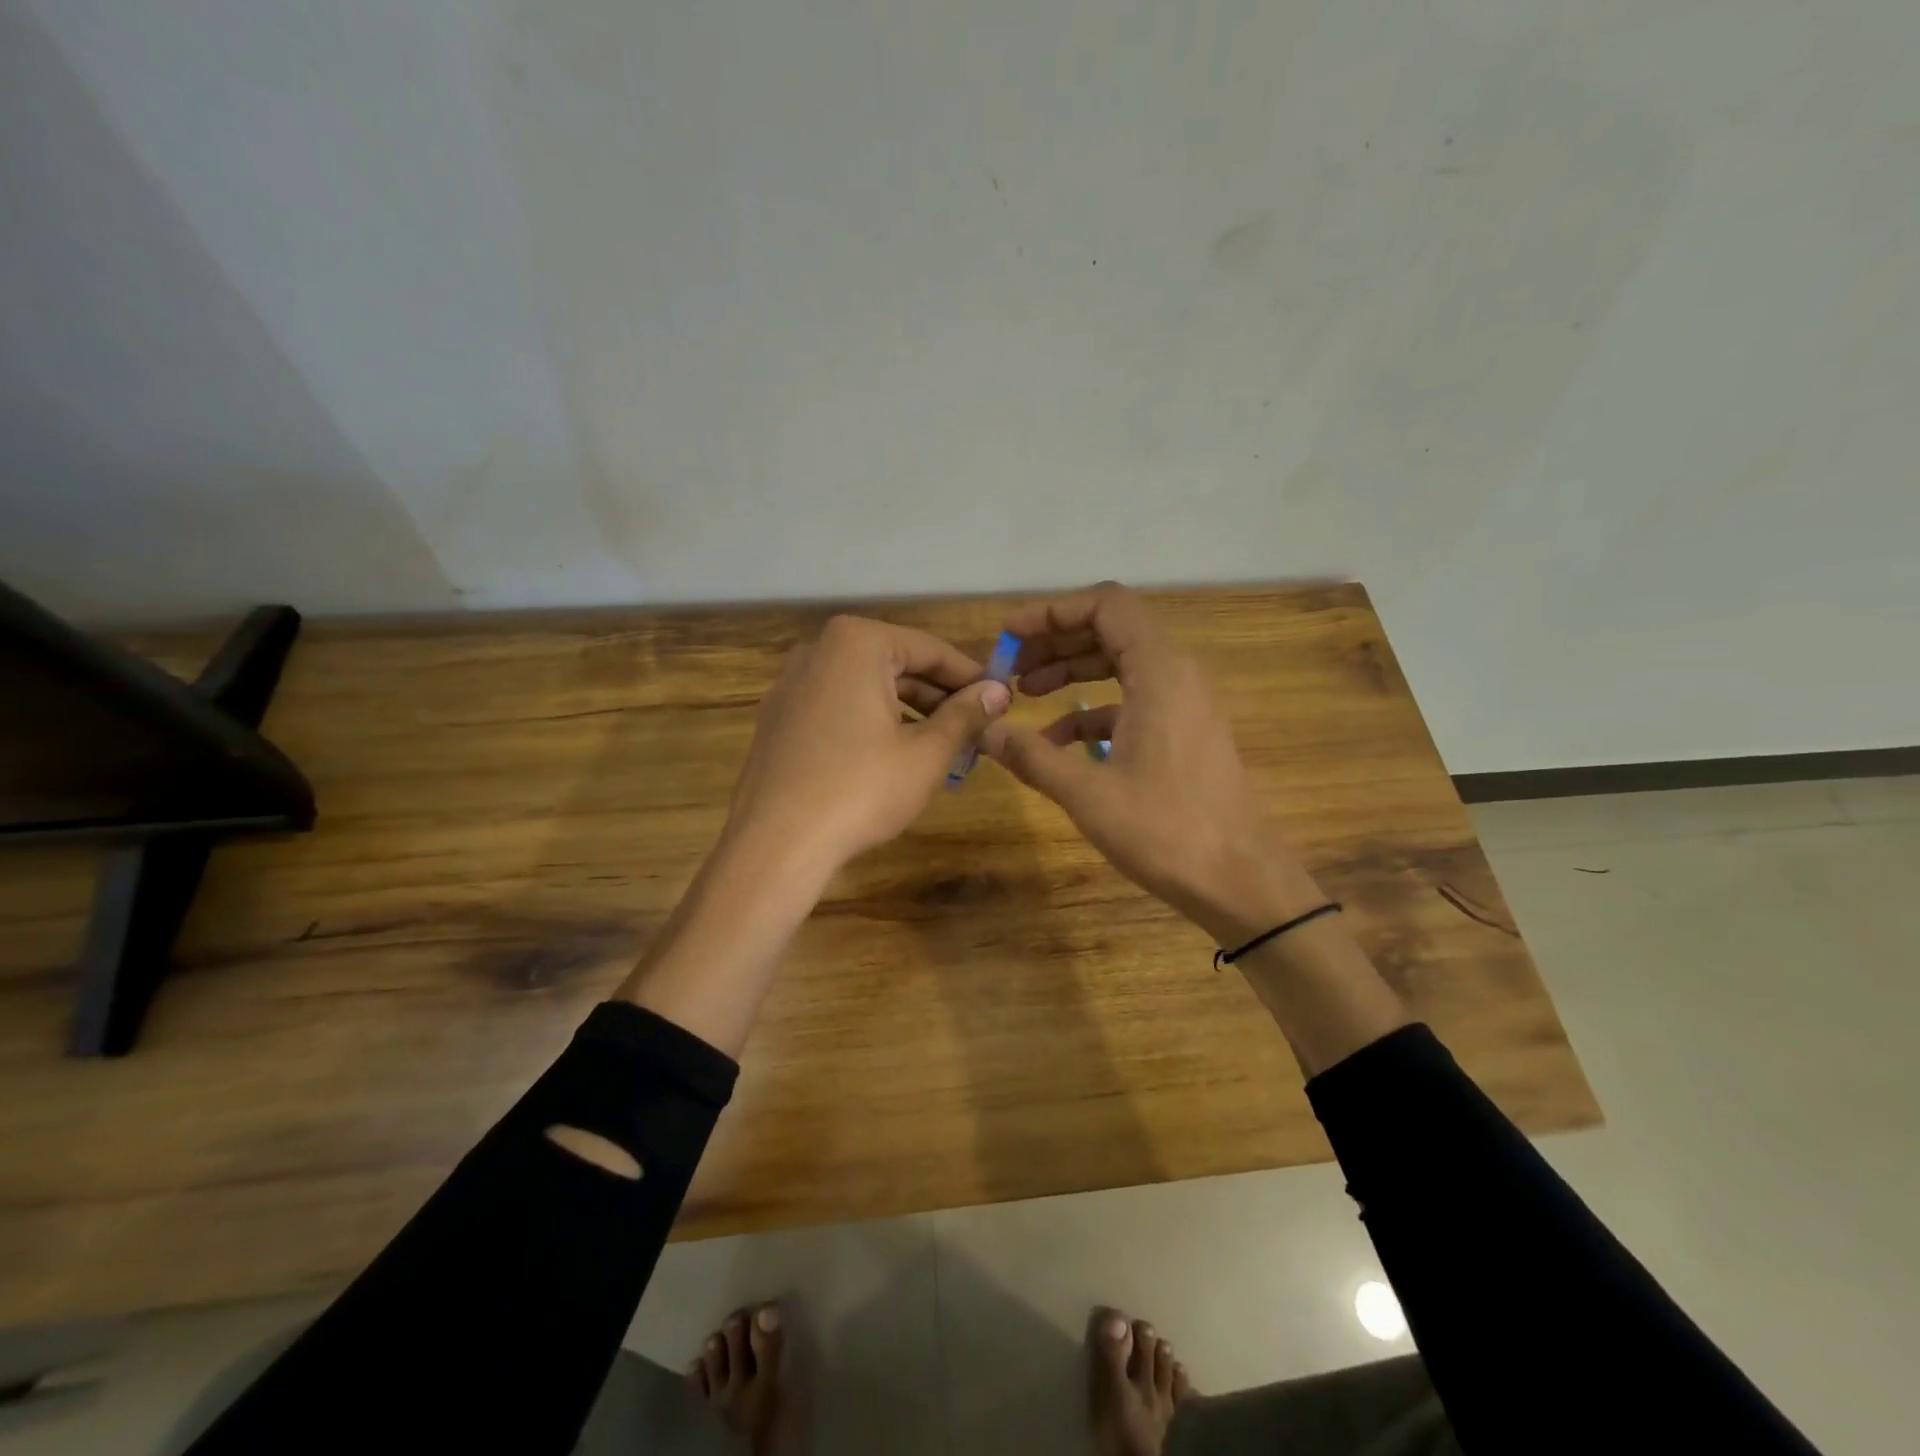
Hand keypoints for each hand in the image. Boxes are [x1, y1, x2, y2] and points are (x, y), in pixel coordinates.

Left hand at [723, 614, 1011, 877]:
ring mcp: (791, 684)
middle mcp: (818, 650)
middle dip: (939, 697)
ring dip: (908, 712)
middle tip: (976, 729)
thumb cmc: (861, 789)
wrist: (776, 844)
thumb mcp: (926, 753)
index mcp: (856, 643)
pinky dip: (872, 722)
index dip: (971, 677)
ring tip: (943, 747)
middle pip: (896, 664)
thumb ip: (966, 715)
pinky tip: (895, 757)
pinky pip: (838, 707)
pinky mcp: (778, 719)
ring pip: (867, 687)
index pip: (931, 650)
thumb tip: (999, 691)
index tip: (1001, 701)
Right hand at [982, 584, 1322, 944]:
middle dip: (1056, 642)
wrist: (1240, 879)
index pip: (1106, 605)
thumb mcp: (1088, 794)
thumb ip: (1033, 757)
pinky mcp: (1184, 731)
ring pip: (1121, 664)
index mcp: (1159, 671)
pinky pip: (1133, 700)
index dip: (1053, 611)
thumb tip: (987, 733)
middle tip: (1010, 667)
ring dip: (1072, 671)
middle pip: (1111, 630)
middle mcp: (1176, 674)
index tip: (1010, 634)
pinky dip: (1093, 709)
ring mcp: (1184, 702)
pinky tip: (1059, 742)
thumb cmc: (1166, 831)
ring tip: (1025, 693)